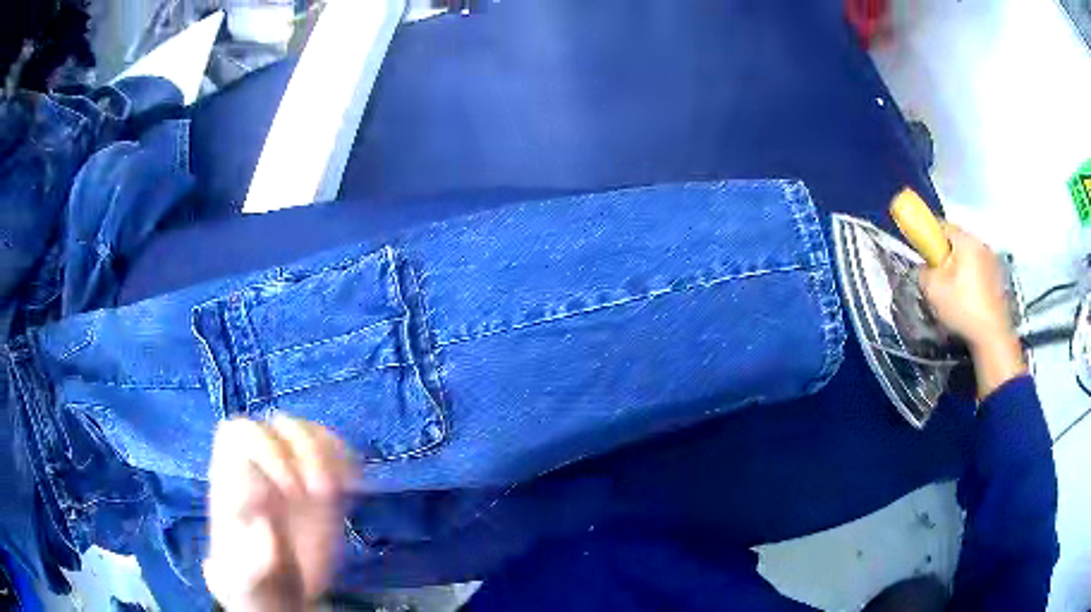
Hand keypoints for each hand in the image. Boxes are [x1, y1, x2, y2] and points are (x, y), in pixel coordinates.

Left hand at [204, 416, 353, 611]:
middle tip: (317, 493)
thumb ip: (252, 554)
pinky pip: (333, 452)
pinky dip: (346, 459)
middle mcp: (260, 467)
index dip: (266, 449)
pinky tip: (352, 487)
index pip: (241, 432)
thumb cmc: (253, 583)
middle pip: (278, 425)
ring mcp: (291, 473)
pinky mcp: (319, 485)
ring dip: (327, 453)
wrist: (276, 593)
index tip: (289, 490)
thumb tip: (264, 522)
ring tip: (336, 491)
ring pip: (308, 433)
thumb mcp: (247, 578)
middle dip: (302, 449)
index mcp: (231, 477)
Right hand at [918, 224, 1025, 396]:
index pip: (942, 227)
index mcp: (965, 240)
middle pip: (957, 243)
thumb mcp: (933, 290)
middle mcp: (981, 243)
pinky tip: (969, 301)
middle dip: (947, 256)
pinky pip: (980, 271)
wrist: (992, 335)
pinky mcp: (999, 278)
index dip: (929, 239)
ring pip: (970, 258)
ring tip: (955, 294)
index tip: (925, 258)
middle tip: (939, 280)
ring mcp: (993, 261)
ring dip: (961, 269)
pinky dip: (972, 280)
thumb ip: (923, 272)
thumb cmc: (962, 307)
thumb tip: (924, 268)